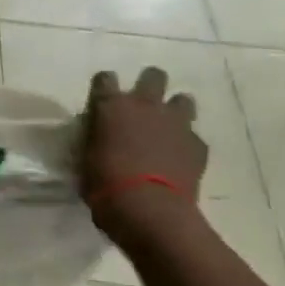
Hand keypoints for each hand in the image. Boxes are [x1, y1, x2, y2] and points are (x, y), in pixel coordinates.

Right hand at [81, 68, 207, 238]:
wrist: (149, 209)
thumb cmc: (104, 185)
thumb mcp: (86, 159)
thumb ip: (95, 139)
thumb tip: (99, 136)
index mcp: (111, 106)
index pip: (105, 79)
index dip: (104, 87)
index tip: (103, 100)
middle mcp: (145, 105)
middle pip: (153, 76)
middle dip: (149, 84)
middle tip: (143, 105)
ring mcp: (176, 123)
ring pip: (183, 100)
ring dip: (175, 110)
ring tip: (167, 129)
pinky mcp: (198, 144)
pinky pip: (193, 136)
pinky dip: (186, 144)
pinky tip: (179, 160)